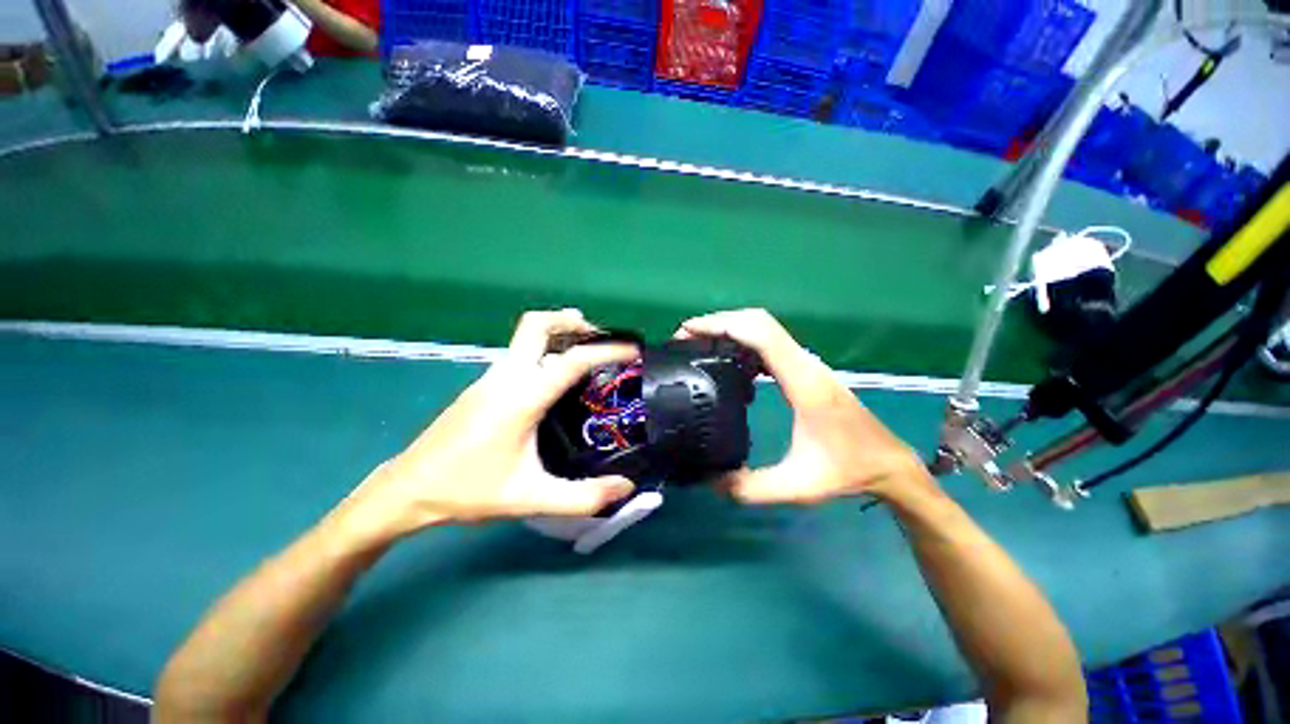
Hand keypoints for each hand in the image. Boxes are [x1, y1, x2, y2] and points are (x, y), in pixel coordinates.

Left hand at [340, 310, 637, 540]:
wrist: (407, 490)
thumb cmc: (468, 491)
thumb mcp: (530, 498)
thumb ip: (582, 497)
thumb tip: (626, 488)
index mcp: (521, 397)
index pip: (571, 360)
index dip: (607, 351)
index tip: (633, 349)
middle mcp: (505, 377)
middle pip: (537, 325)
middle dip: (570, 321)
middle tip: (600, 335)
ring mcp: (490, 377)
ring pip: (527, 337)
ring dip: (557, 334)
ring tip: (586, 352)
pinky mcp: (484, 385)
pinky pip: (520, 354)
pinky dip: (544, 350)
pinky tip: (555, 377)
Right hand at [676, 309, 935, 505]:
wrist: (888, 463)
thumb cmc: (847, 470)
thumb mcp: (798, 487)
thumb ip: (750, 488)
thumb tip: (709, 482)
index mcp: (802, 381)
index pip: (760, 334)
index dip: (722, 325)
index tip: (688, 331)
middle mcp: (804, 363)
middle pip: (758, 321)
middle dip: (719, 321)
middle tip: (685, 337)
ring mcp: (805, 363)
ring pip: (763, 328)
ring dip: (730, 328)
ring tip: (698, 343)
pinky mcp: (803, 370)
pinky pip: (768, 344)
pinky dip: (742, 341)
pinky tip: (726, 361)